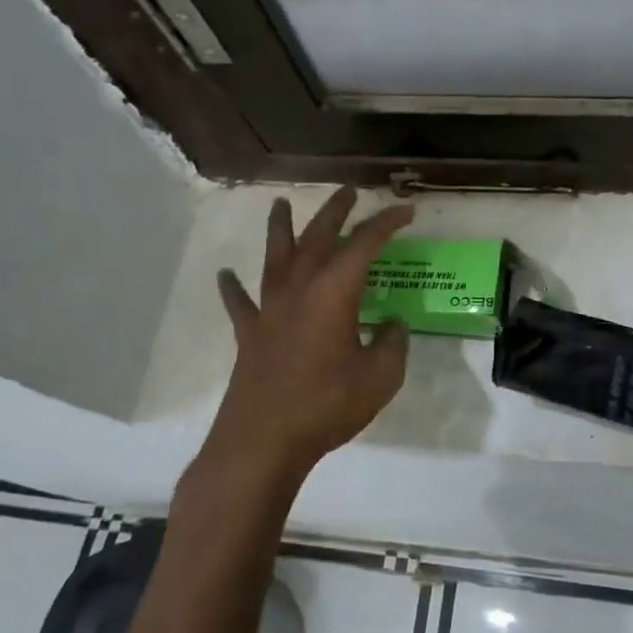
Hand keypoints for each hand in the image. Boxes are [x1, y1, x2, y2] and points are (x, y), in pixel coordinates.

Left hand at [201, 187, 413, 491]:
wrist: (263, 441)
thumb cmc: (326, 405)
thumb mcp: (381, 378)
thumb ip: (393, 345)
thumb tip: (392, 325)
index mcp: (334, 293)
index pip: (364, 244)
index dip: (387, 223)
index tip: (406, 210)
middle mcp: (299, 290)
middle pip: (317, 238)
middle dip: (335, 211)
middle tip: (348, 191)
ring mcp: (269, 310)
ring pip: (275, 257)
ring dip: (280, 228)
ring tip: (280, 203)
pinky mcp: (248, 334)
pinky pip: (240, 302)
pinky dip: (233, 287)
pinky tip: (225, 275)